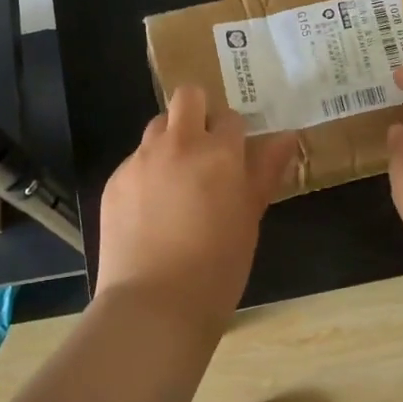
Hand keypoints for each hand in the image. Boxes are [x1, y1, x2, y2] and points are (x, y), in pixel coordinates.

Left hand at [95, 86, 298, 330]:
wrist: (154, 305)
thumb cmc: (217, 268)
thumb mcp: (250, 219)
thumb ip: (265, 172)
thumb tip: (287, 138)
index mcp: (219, 153)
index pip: (231, 118)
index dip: (235, 134)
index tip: (235, 155)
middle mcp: (177, 145)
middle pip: (187, 97)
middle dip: (199, 111)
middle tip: (205, 148)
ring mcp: (140, 160)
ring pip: (157, 126)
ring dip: (170, 139)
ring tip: (176, 178)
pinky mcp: (114, 181)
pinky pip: (135, 160)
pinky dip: (146, 172)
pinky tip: (150, 209)